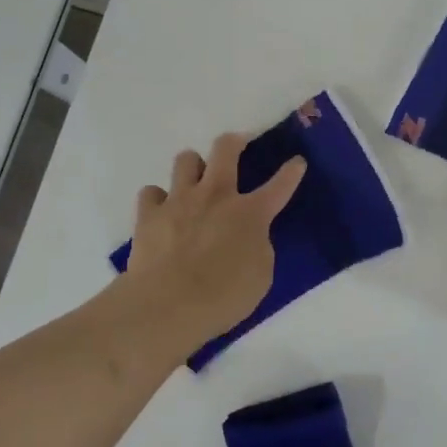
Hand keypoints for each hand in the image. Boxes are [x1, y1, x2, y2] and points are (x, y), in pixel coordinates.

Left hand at [121, 133, 305, 349]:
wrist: (167, 305)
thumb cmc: (222, 297)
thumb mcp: (260, 276)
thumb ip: (257, 247)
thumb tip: (248, 236)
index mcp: (250, 213)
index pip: (279, 186)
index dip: (291, 172)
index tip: (297, 161)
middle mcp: (215, 196)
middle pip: (225, 149)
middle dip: (235, 141)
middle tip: (238, 144)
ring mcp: (179, 200)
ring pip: (185, 159)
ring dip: (193, 166)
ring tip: (195, 180)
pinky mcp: (148, 214)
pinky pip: (152, 192)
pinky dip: (158, 199)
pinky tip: (161, 212)